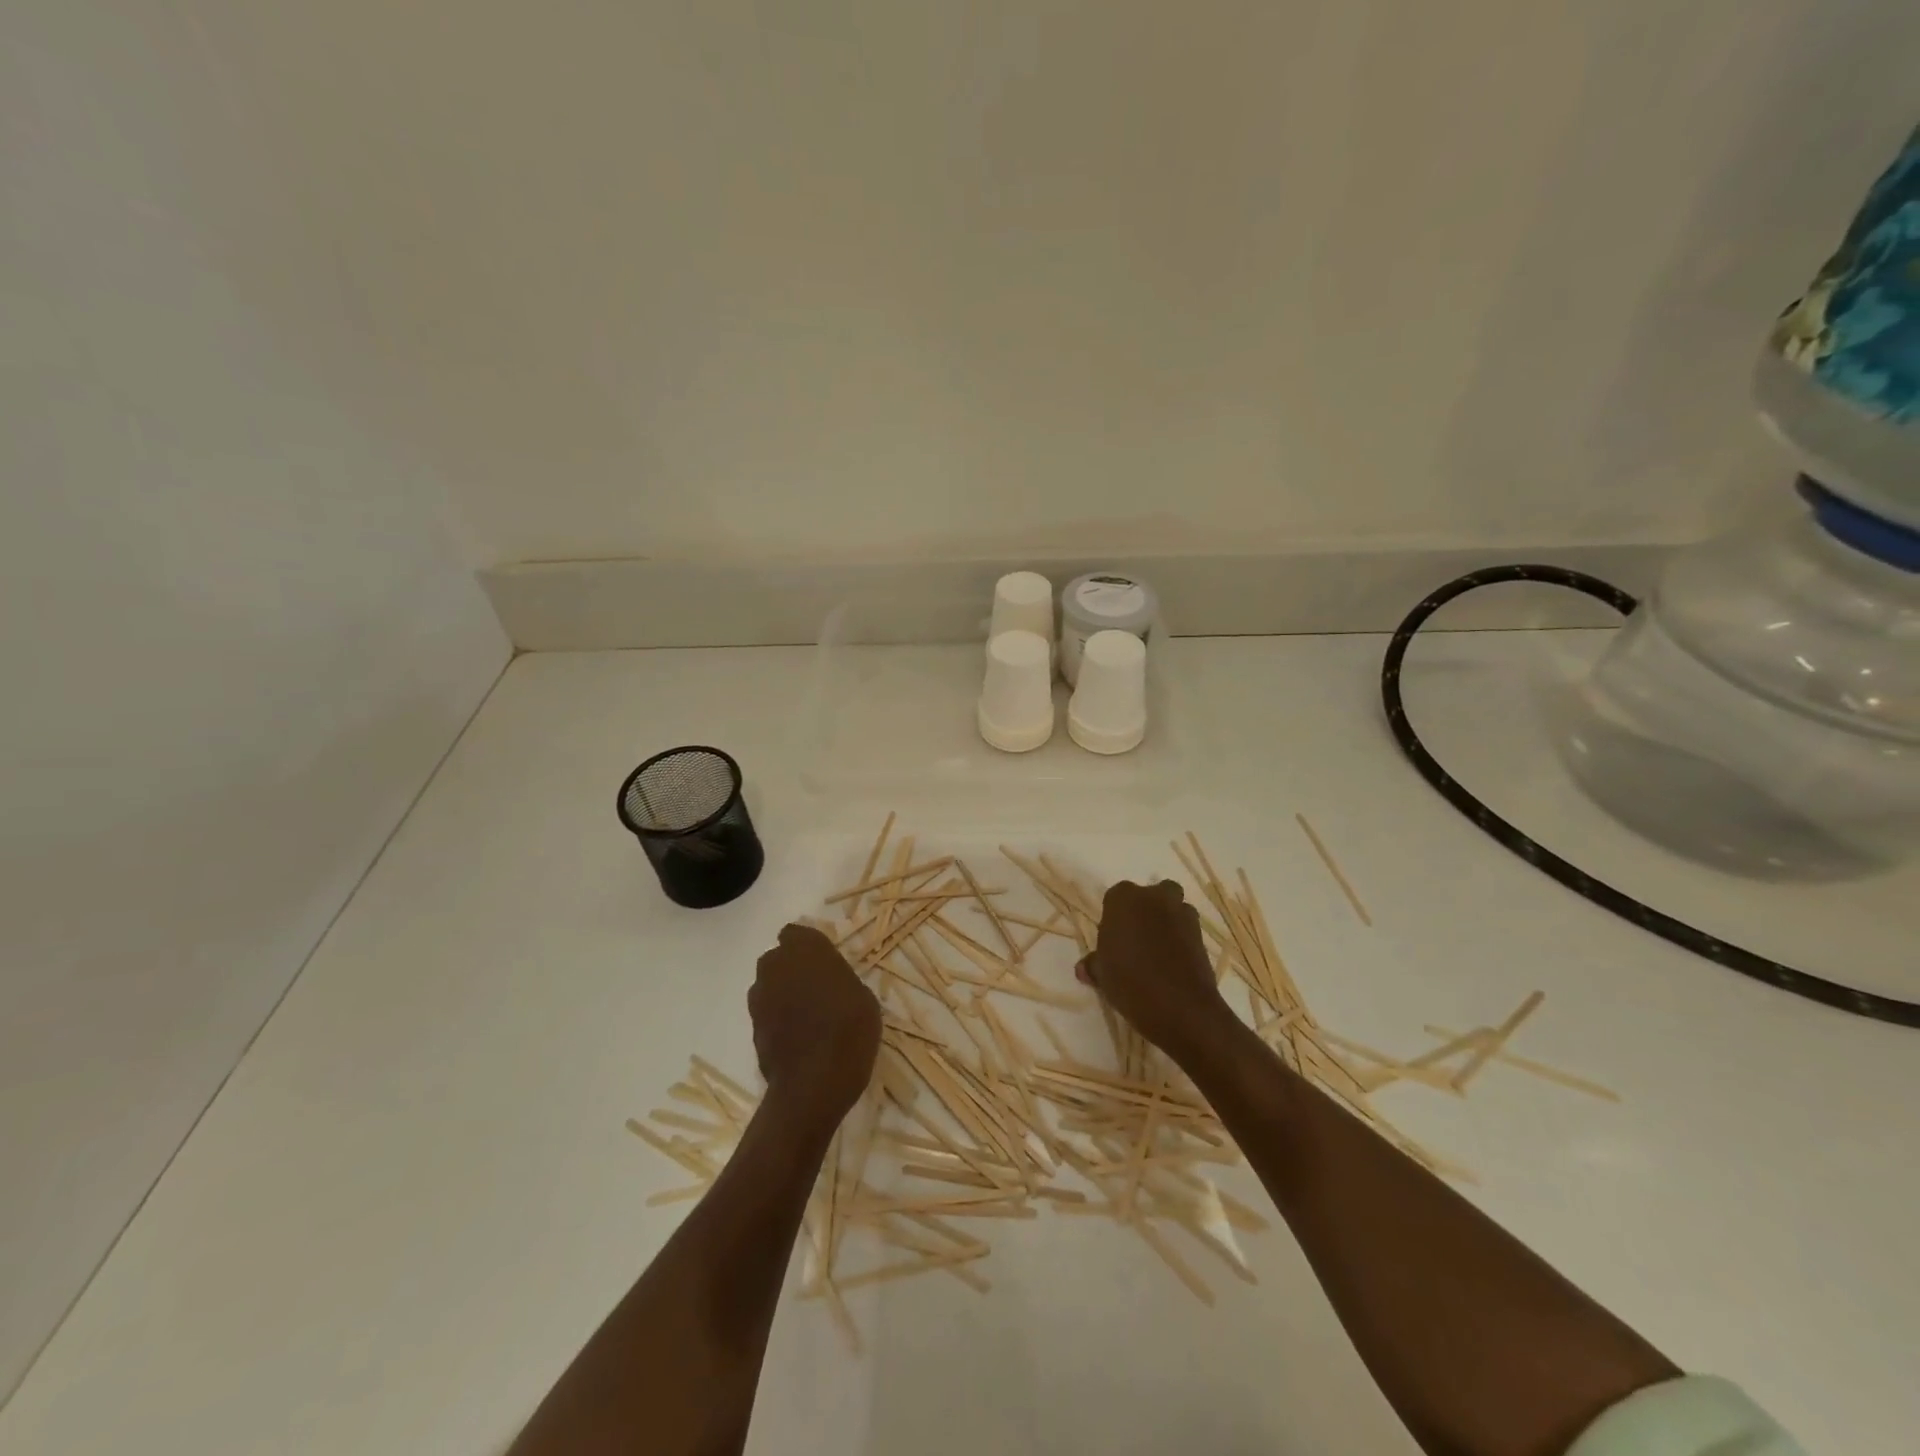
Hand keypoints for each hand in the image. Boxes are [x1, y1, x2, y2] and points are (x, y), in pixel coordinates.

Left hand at [749, 924, 881, 1129]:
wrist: (814, 1083)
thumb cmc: (849, 1030)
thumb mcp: (863, 997)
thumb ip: (839, 979)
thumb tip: (830, 983)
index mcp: (806, 949)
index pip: (796, 933)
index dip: (808, 947)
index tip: (824, 962)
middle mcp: (776, 966)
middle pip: (779, 958)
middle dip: (793, 968)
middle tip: (817, 987)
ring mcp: (760, 997)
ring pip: (770, 985)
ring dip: (783, 992)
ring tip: (807, 1014)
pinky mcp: (752, 1027)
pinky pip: (766, 1012)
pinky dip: (778, 1018)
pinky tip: (797, 1036)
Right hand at [1078, 880, 1232, 1062]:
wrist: (1181, 1007)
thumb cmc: (1130, 982)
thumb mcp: (1102, 975)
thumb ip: (1094, 965)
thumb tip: (1084, 968)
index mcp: (1124, 899)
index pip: (1115, 898)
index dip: (1114, 918)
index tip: (1112, 941)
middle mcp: (1154, 897)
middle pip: (1150, 895)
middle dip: (1145, 911)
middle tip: (1135, 940)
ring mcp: (1182, 914)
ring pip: (1173, 909)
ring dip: (1167, 922)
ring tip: (1157, 952)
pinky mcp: (1202, 934)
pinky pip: (1187, 930)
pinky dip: (1181, 940)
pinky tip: (1173, 963)